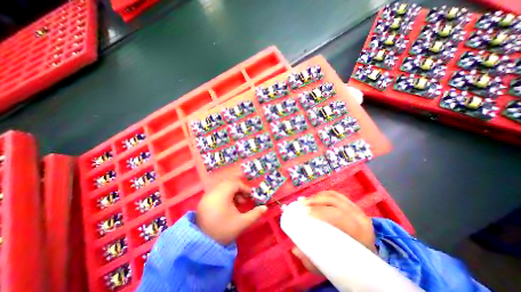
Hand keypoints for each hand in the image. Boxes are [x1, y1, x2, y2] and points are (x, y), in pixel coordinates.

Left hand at [196, 181, 268, 245]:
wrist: (202, 246)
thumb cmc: (224, 231)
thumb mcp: (242, 223)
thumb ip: (255, 214)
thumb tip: (265, 207)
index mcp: (221, 195)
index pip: (235, 184)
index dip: (244, 188)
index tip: (250, 196)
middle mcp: (212, 193)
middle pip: (228, 184)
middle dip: (238, 190)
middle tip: (244, 200)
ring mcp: (206, 197)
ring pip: (222, 188)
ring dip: (231, 192)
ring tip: (237, 204)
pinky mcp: (203, 202)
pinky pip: (216, 192)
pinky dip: (224, 195)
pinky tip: (227, 206)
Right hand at [292, 192, 374, 273]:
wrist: (370, 262)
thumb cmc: (352, 264)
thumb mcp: (334, 267)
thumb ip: (314, 261)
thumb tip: (295, 250)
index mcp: (360, 232)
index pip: (339, 215)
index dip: (320, 211)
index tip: (305, 212)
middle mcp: (360, 217)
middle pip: (334, 201)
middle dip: (315, 200)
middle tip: (301, 204)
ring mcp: (356, 209)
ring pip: (333, 195)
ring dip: (316, 197)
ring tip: (304, 201)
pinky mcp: (351, 205)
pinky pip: (334, 194)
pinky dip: (322, 195)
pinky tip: (313, 199)